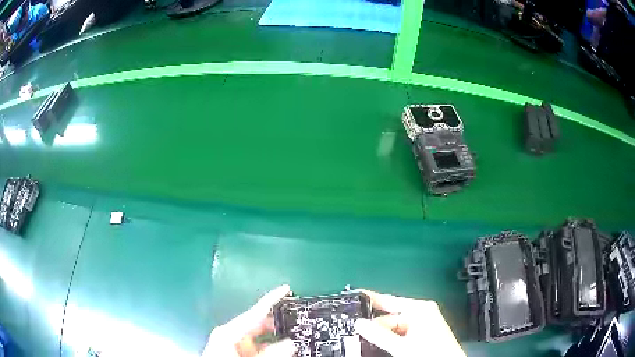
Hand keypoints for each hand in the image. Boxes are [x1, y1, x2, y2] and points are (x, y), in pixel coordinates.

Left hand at [201, 285, 296, 356]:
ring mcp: (235, 345)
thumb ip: (269, 353)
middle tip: (300, 321)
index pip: (254, 312)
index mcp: (229, 332)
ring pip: (261, 339)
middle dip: (279, 324)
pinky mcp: (238, 353)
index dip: (271, 299)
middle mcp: (232, 336)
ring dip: (278, 340)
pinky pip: (259, 349)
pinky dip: (271, 349)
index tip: (287, 289)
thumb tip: (291, 343)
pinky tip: (285, 351)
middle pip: (259, 325)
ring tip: (298, 337)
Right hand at [354, 290, 464, 356]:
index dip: (370, 299)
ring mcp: (421, 325)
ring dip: (379, 334)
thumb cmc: (429, 353)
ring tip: (360, 338)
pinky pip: (399, 335)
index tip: (352, 296)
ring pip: (393, 328)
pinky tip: (376, 345)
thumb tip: (358, 323)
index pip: (389, 300)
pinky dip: (388, 340)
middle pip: (389, 317)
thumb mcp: (402, 346)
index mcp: (419, 309)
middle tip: (351, 329)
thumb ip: (379, 335)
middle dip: (372, 325)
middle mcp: (420, 313)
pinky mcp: (421, 336)